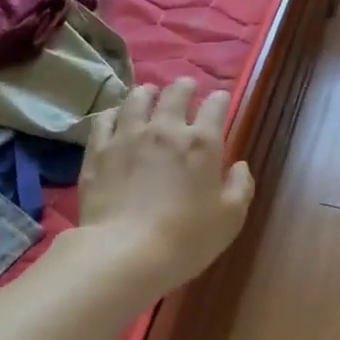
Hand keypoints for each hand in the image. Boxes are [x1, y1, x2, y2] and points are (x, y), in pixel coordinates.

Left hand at [75, 78, 253, 297]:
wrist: (126, 252)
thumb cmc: (187, 238)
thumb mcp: (230, 218)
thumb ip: (241, 187)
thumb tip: (240, 166)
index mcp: (202, 143)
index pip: (215, 106)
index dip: (220, 99)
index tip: (221, 100)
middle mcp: (165, 129)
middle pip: (175, 94)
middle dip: (185, 87)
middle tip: (186, 87)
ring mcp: (127, 136)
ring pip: (137, 98)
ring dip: (148, 92)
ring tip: (150, 93)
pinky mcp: (98, 151)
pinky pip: (105, 119)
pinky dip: (114, 113)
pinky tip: (116, 116)